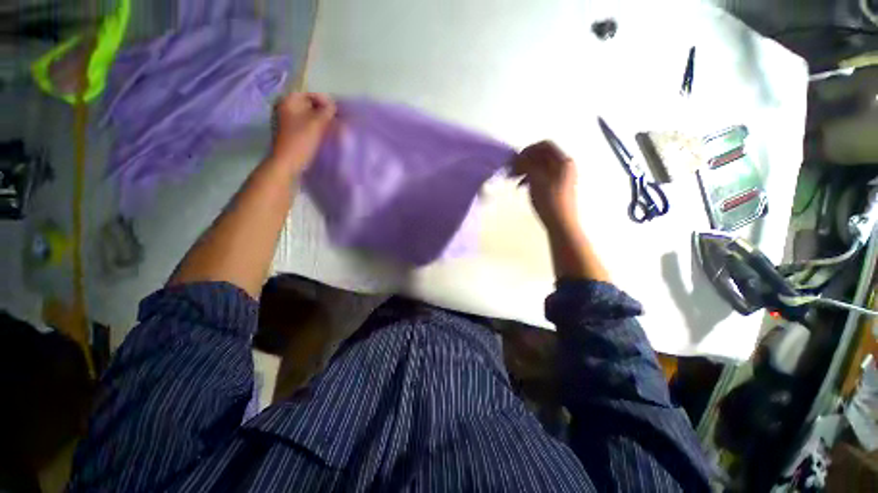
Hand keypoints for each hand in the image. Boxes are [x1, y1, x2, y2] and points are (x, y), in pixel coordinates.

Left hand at [270, 92, 336, 173]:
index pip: (309, 94)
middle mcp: (284, 108)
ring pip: (307, 116)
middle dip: (322, 111)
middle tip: (334, 120)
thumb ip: (326, 112)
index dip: (324, 100)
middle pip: (307, 104)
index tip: (336, 111)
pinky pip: (304, 125)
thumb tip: (333, 106)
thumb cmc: (301, 140)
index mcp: (288, 101)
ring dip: (319, 120)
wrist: (287, 162)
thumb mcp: (317, 124)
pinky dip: (314, 127)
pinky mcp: (289, 132)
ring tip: (330, 127)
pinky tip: (321, 134)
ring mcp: (285, 121)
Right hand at [514, 141, 608, 280]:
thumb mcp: (536, 180)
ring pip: (541, 166)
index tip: (515, 159)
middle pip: (542, 155)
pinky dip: (531, 177)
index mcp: (563, 161)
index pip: (545, 145)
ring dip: (526, 169)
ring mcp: (562, 176)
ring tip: (514, 179)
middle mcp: (565, 165)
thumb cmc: (549, 201)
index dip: (528, 149)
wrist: (561, 223)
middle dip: (525, 160)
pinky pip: (543, 175)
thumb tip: (518, 156)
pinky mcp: (557, 185)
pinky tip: (522, 186)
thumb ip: (527, 165)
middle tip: (512, 170)